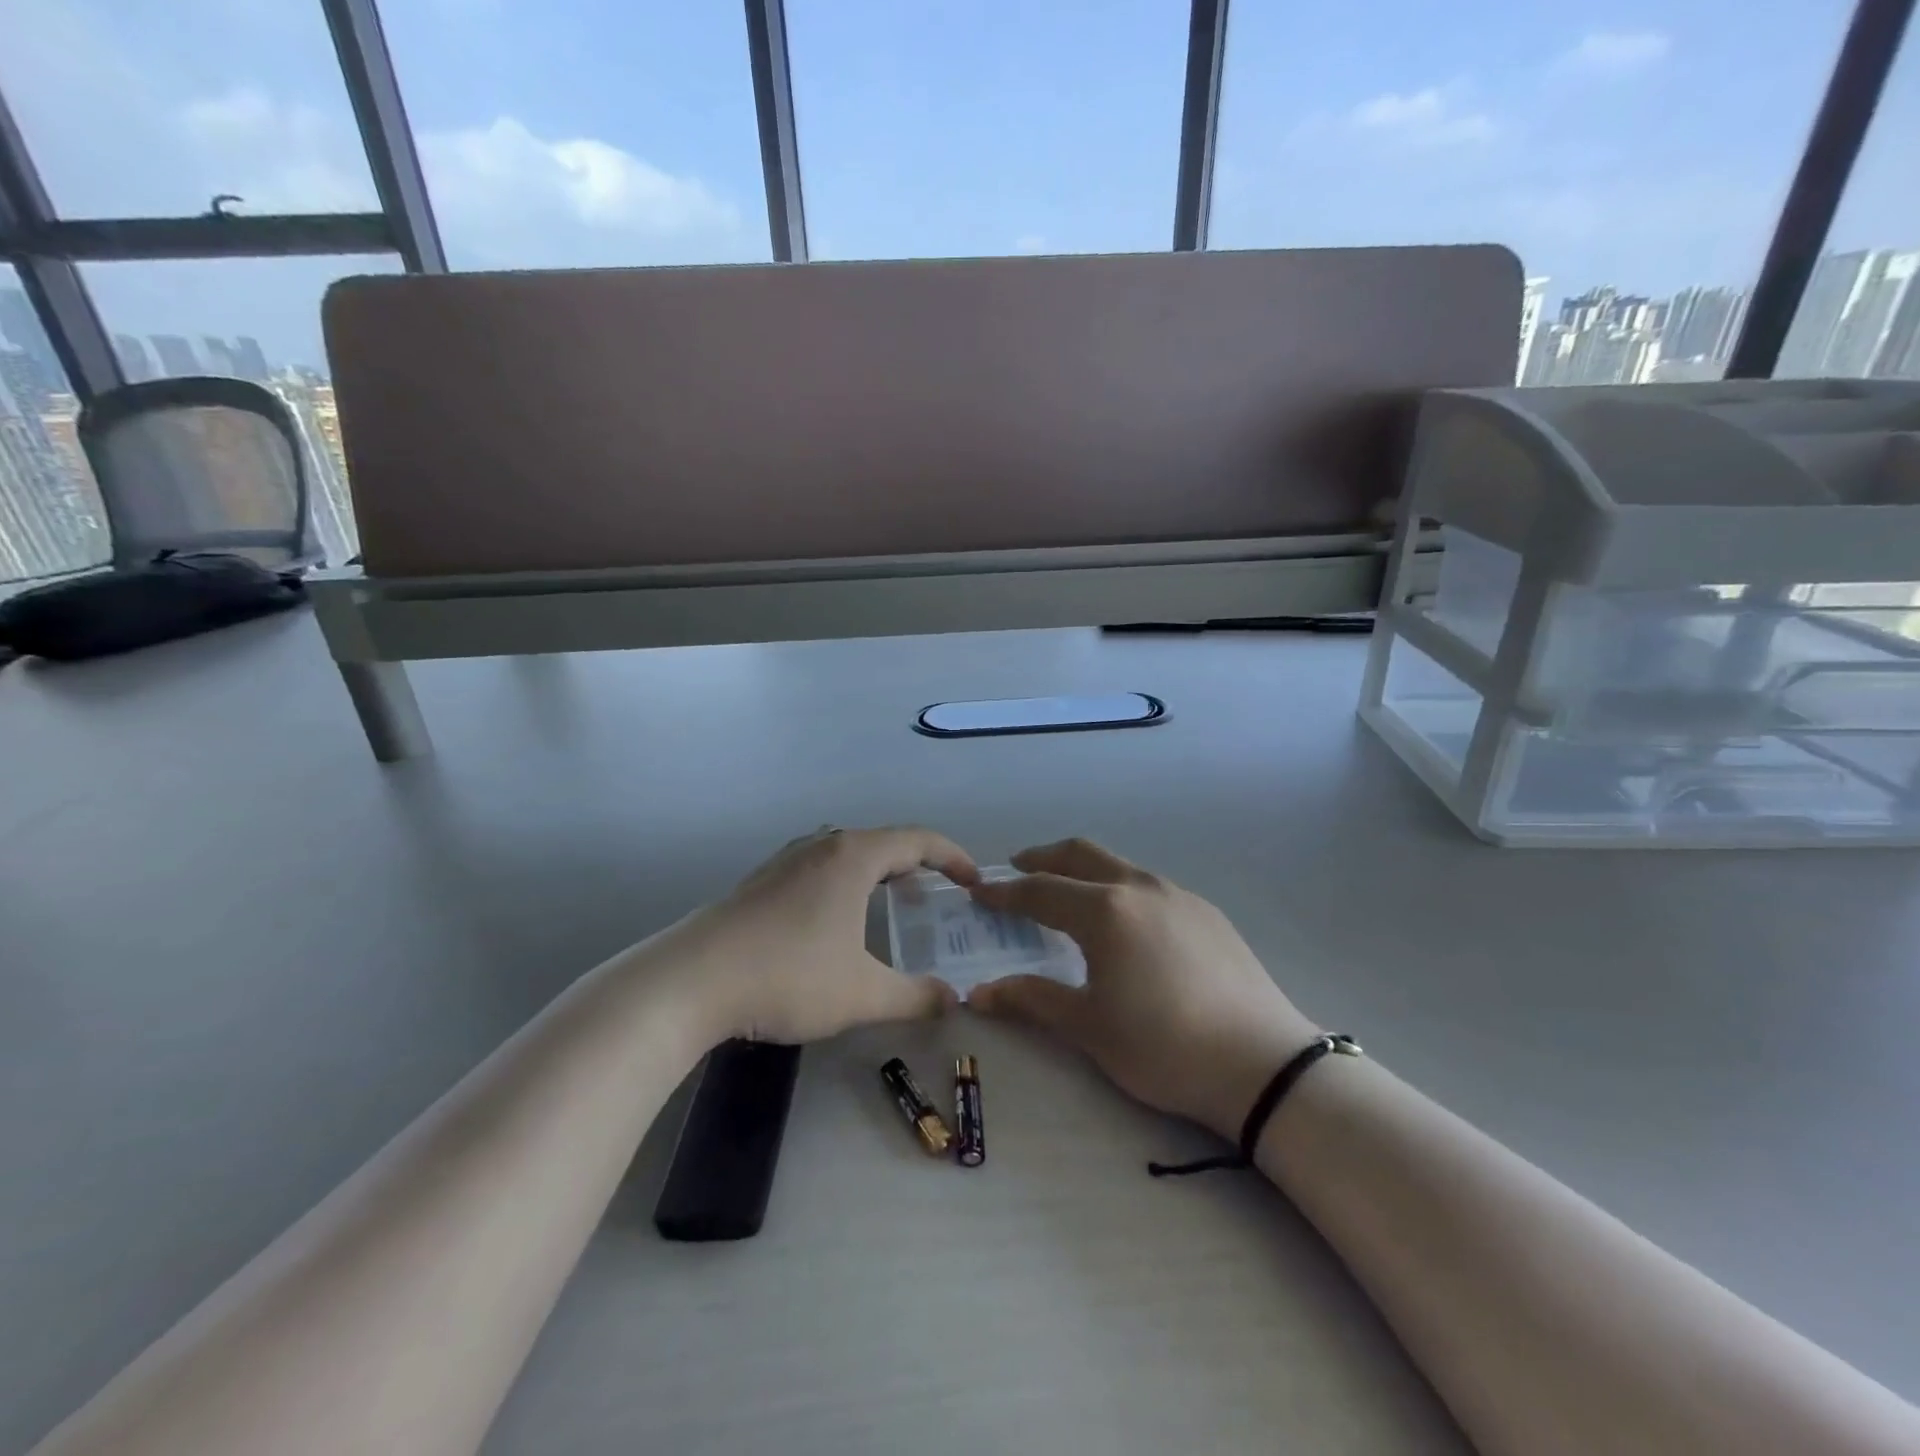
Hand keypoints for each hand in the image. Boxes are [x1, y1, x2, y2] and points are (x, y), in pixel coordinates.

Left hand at [668, 826, 978, 1043]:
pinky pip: (820, 868)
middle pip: (883, 842)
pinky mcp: (761, 881)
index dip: (954, 857)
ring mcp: (786, 860)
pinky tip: (836, 922)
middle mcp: (821, 845)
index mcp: (853, 856)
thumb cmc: (788, 976)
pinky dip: (846, 883)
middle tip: (937, 899)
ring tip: (891, 906)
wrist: (690, 981)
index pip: (919, 840)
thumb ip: (915, 997)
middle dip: (917, 866)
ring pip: (847, 854)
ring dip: (878, 873)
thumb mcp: (862, 994)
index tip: (974, 882)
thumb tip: (953, 1000)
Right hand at [968, 840, 1318, 1139]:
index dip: (1005, 893)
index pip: (1040, 891)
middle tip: (1017, 871)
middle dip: (1043, 859)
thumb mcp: (1089, 1027)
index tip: (979, 893)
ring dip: (1083, 870)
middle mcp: (1139, 887)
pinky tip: (1124, 924)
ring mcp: (1178, 894)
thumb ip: (1032, 1000)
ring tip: (1067, 896)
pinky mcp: (1206, 911)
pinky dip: (1119, 889)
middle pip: (1080, 854)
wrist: (1263, 1065)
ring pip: (1118, 866)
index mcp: (1104, 910)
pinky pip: (1148, 886)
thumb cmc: (1163, 1046)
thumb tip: (979, 993)